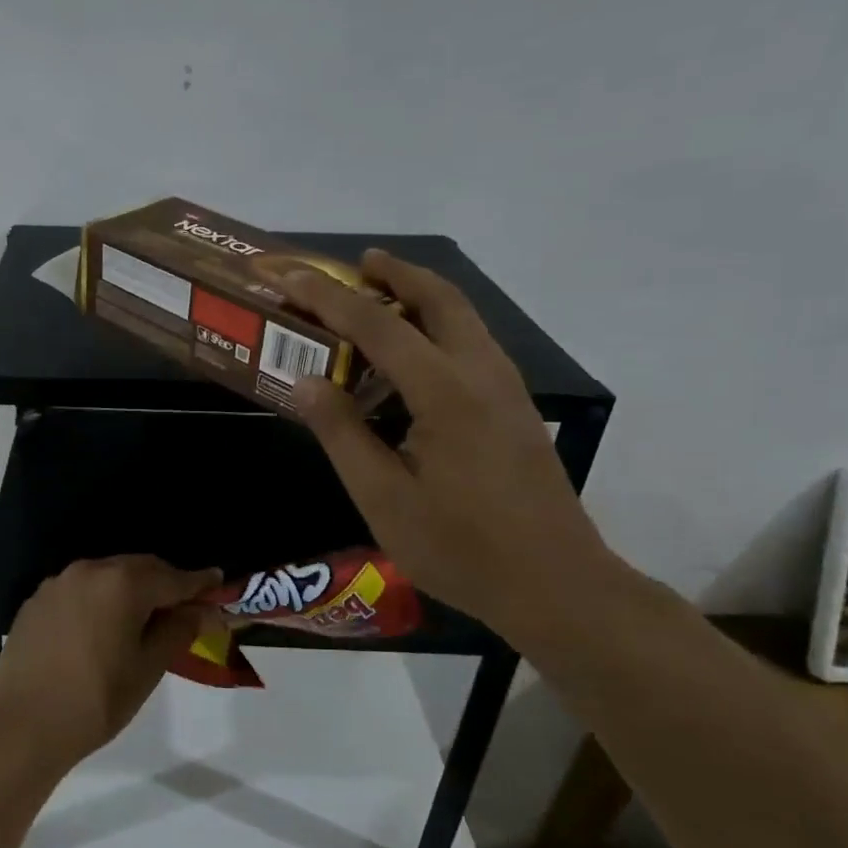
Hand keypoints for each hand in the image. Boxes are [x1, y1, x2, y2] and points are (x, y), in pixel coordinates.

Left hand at [0, 556, 220, 768]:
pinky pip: (79, 590)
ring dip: (130, 589)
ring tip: (142, 616)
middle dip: (163, 582)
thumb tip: (202, 609)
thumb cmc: (97, 700)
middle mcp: (89, 570)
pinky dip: (99, 599)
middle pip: (138, 568)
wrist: (22, 725)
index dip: (199, 582)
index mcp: (122, 583)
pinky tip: (100, 626)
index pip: (172, 577)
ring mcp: (58, 583)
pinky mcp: (36, 600)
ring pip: (107, 576)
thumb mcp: (148, 668)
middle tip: (184, 604)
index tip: (218, 581)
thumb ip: (178, 630)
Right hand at [281, 251, 617, 644]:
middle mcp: (482, 373)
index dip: (328, 298)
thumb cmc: (460, 547)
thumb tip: (305, 381)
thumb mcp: (383, 497)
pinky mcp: (515, 407)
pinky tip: (411, 357)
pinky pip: (472, 344)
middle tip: (356, 264)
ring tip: (378, 297)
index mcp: (445, 392)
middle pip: (440, 298)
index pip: (377, 325)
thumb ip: (342, 433)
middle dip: (396, 273)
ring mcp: (507, 388)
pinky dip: (437, 326)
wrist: (556, 583)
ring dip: (419, 296)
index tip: (291, 276)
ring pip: (463, 317)